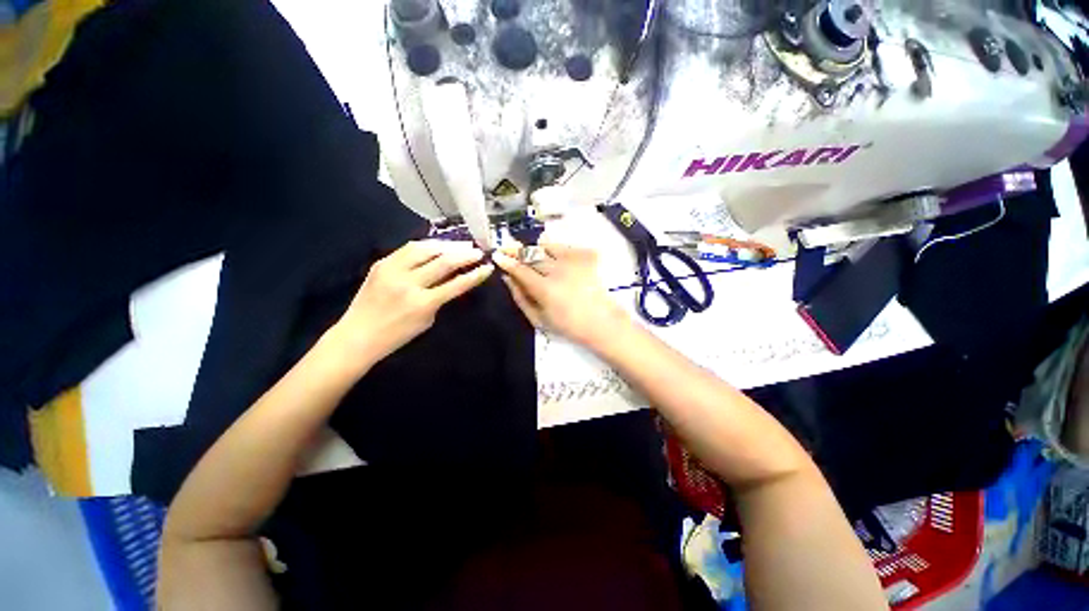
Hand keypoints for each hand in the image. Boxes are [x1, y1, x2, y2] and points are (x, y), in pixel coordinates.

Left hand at [331, 240, 493, 367]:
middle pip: (443, 261)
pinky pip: (409, 248)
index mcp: (423, 303)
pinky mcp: (382, 263)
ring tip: (461, 245)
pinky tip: (438, 245)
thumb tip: (454, 280)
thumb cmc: (397, 335)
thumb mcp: (427, 320)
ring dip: (447, 245)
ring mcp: (393, 270)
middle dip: (465, 254)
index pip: (457, 284)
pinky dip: (427, 245)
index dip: (475, 274)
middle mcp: (408, 283)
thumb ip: (441, 299)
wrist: (357, 335)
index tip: (488, 267)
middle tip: (478, 251)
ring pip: (425, 248)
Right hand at [493, 239, 627, 347]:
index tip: (497, 255)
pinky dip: (554, 247)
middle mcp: (558, 271)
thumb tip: (507, 278)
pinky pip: (564, 246)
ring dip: (534, 247)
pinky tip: (551, 252)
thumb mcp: (538, 318)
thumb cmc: (568, 325)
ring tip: (529, 250)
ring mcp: (574, 261)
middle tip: (507, 248)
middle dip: (516, 250)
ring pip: (547, 246)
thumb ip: (520, 297)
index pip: (520, 269)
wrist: (601, 321)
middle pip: (531, 254)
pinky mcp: (586, 256)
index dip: (506, 261)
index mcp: (545, 289)